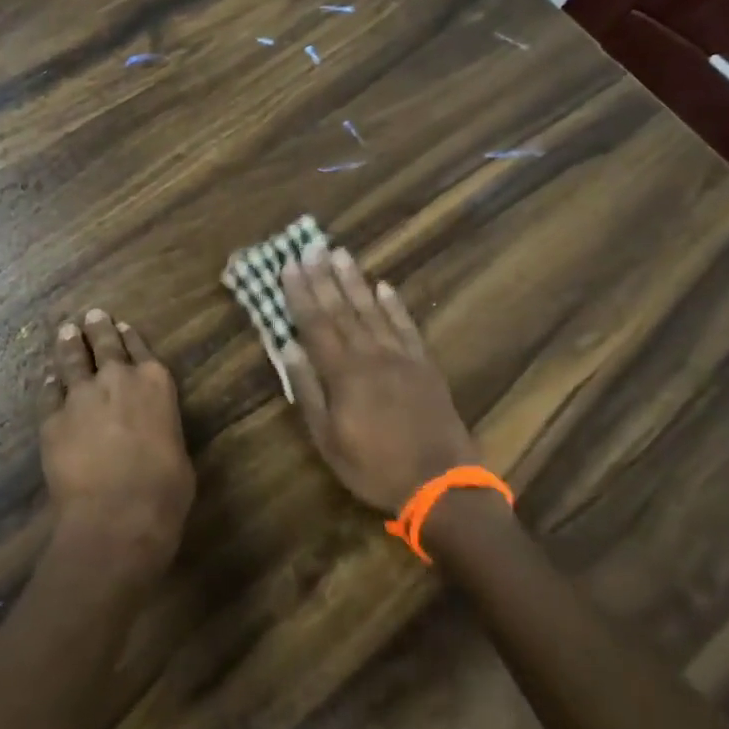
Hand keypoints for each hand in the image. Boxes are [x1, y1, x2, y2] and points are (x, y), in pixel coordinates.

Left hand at [41, 309, 195, 585]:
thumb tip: (151, 434)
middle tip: (90, 315)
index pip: (141, 349)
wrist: (117, 513)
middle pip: (104, 345)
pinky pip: (49, 394)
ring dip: (68, 345)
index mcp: (156, 383)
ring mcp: (81, 396)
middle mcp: (118, 379)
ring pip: (72, 361)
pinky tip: (48, 379)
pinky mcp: (52, 419)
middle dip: (97, 329)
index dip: (129, 337)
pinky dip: (50, 384)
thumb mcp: (177, 452)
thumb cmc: (165, 489)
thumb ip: (161, 429)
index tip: (120, 325)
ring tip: (65, 332)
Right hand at [281, 246, 479, 514]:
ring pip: (372, 309)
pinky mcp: (424, 364)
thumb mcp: (328, 438)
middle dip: (324, 276)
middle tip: (312, 245)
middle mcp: (370, 354)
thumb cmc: (374, 466)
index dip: (300, 292)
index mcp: (343, 372)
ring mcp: (400, 356)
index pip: (315, 323)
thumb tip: (287, 347)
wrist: (440, 483)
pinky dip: (394, 304)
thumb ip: (307, 389)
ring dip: (354, 280)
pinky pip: (406, 326)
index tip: (289, 264)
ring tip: (341, 253)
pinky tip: (384, 286)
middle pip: (342, 308)